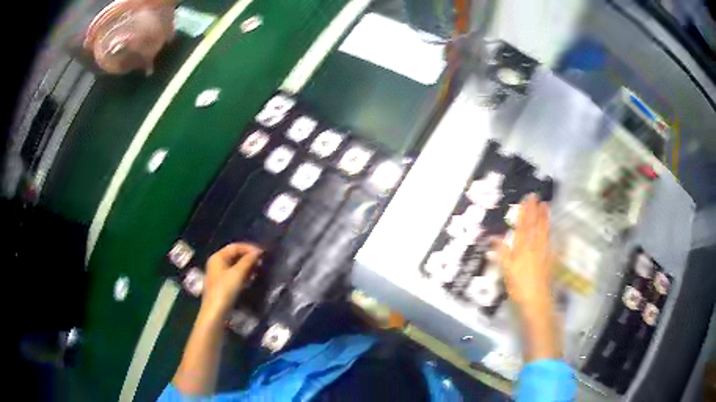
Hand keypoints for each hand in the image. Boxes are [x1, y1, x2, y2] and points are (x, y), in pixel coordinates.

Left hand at [201, 243, 262, 319]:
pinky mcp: (223, 284)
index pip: (235, 246)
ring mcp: (219, 274)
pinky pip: (234, 274)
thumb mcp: (237, 274)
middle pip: (235, 255)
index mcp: (218, 257)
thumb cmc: (225, 290)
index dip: (249, 248)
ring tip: (259, 269)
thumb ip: (248, 261)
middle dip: (248, 257)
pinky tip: (251, 278)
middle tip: (262, 261)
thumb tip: (258, 251)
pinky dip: (243, 274)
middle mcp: (217, 263)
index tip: (262, 253)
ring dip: (247, 266)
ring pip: (235, 265)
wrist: (216, 312)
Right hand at [493, 194, 552, 311]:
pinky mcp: (550, 260)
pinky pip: (551, 243)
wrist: (537, 300)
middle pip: (536, 226)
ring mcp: (544, 253)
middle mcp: (534, 247)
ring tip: (547, 207)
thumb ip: (502, 253)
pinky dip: (551, 235)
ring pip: (545, 232)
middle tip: (538, 197)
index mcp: (522, 249)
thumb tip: (494, 237)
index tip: (527, 199)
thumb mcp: (506, 271)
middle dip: (536, 210)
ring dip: (545, 218)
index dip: (525, 212)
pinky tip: (552, 232)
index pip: (523, 226)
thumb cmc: (518, 286)